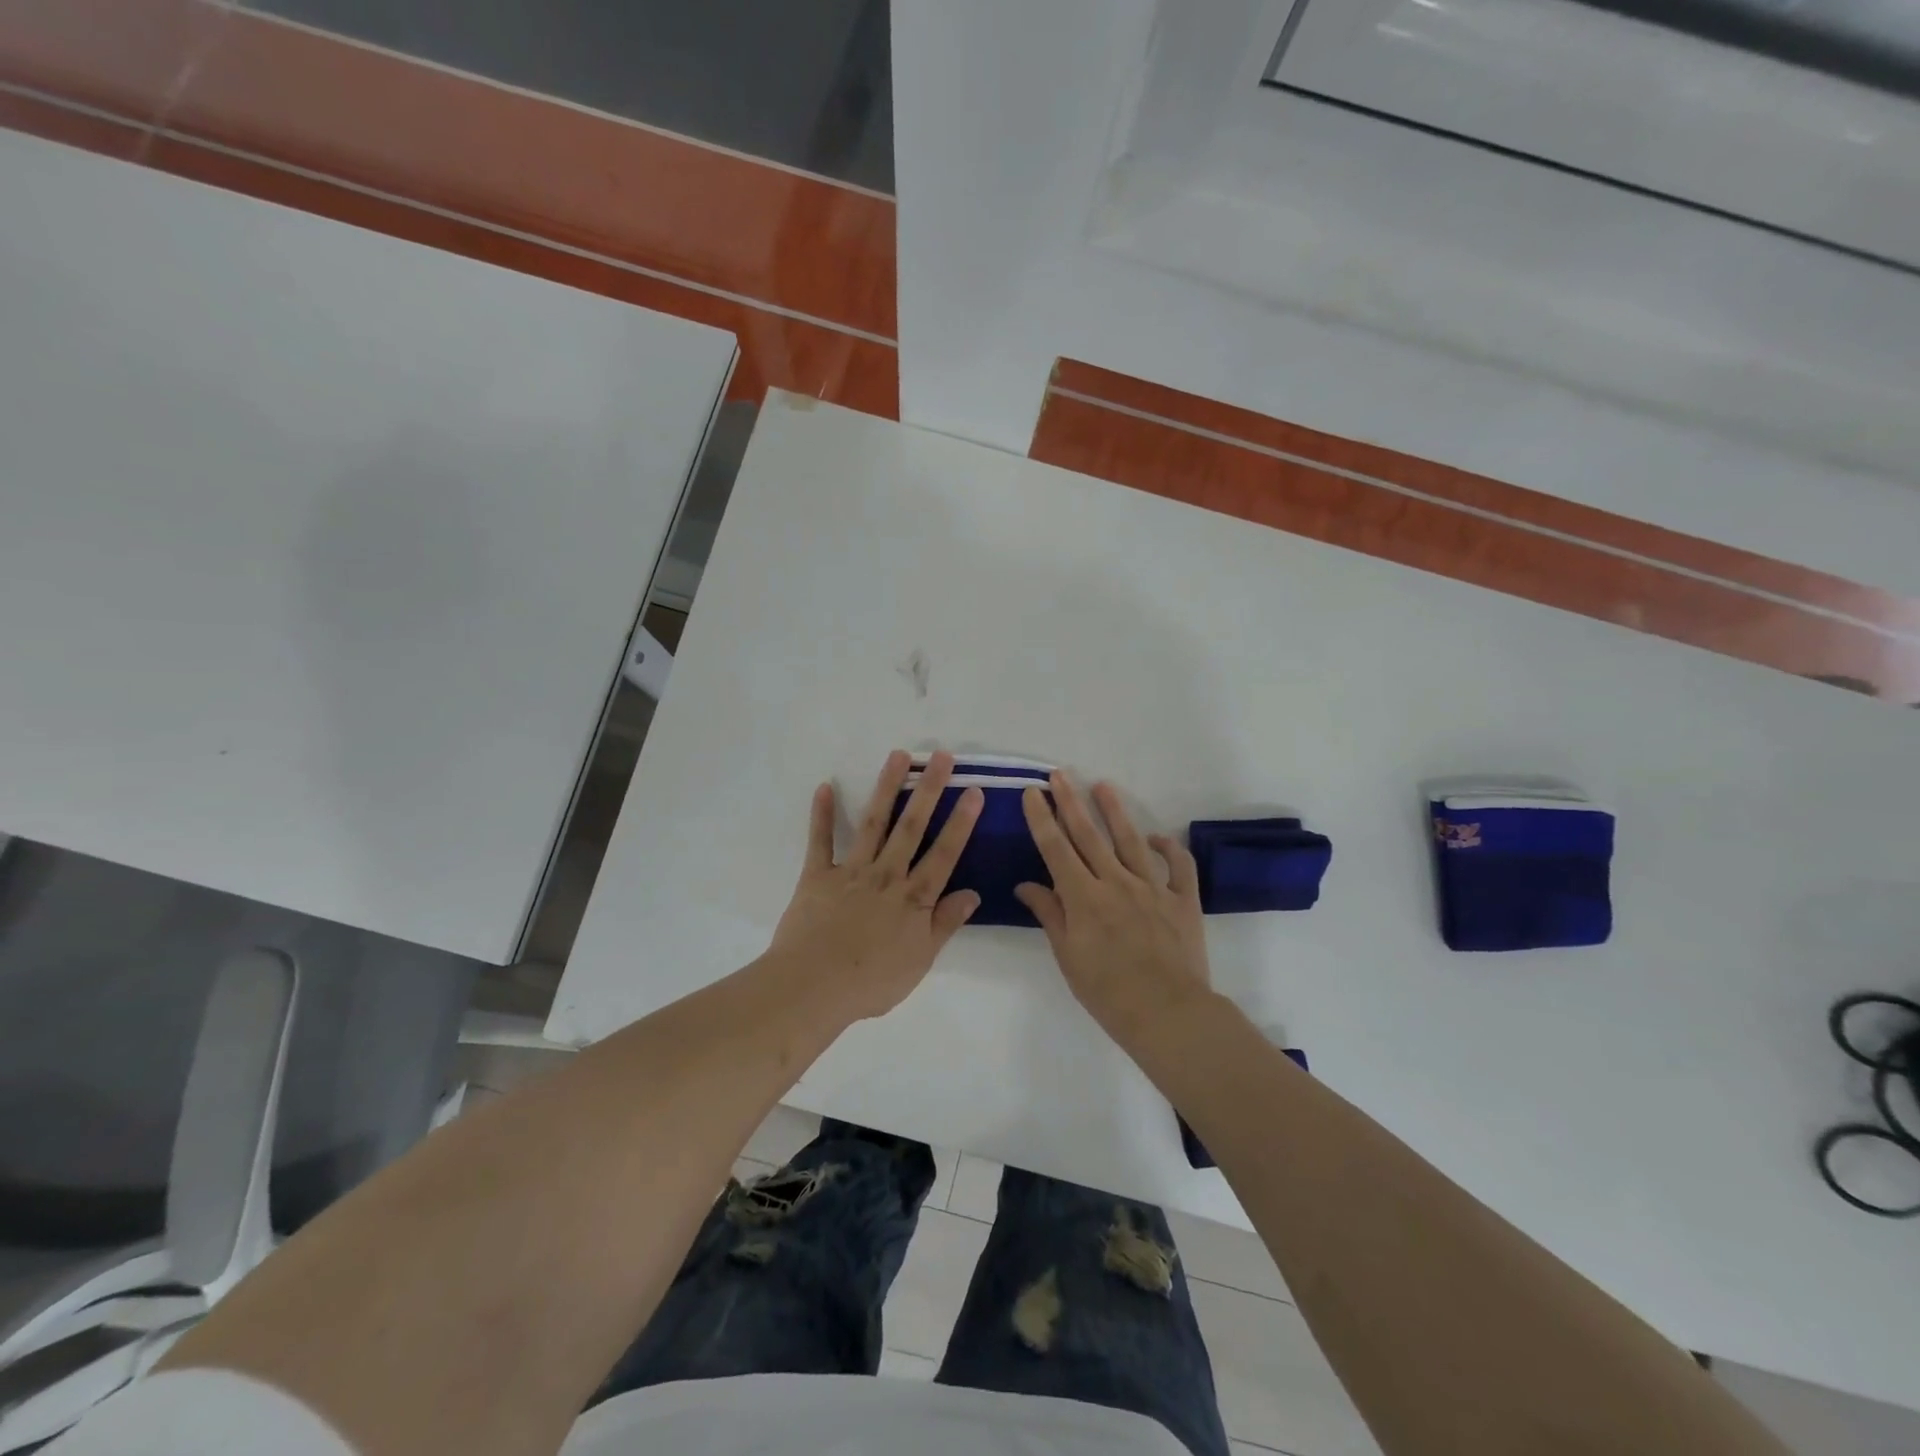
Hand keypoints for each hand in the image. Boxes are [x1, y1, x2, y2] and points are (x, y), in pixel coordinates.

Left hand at [767, 750, 982, 1021]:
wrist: (813, 986)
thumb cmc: (871, 981)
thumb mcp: (920, 960)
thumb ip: (945, 923)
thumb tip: (973, 893)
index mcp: (913, 897)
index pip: (944, 853)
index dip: (961, 822)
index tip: (974, 791)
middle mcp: (886, 875)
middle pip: (911, 827)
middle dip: (929, 790)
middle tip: (941, 756)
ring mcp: (851, 871)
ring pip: (873, 823)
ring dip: (887, 788)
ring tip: (899, 756)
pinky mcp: (817, 875)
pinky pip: (820, 840)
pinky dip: (821, 814)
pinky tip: (825, 786)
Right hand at [1015, 773, 1212, 1043]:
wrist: (1168, 1013)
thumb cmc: (1107, 992)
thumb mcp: (1068, 956)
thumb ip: (1050, 914)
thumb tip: (1027, 885)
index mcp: (1084, 897)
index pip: (1057, 849)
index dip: (1042, 818)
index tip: (1034, 792)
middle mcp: (1116, 882)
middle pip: (1089, 835)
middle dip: (1071, 802)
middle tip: (1060, 774)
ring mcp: (1153, 888)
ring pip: (1132, 840)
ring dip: (1115, 811)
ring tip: (1103, 785)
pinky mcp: (1183, 900)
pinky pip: (1179, 866)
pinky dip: (1170, 848)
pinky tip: (1158, 837)